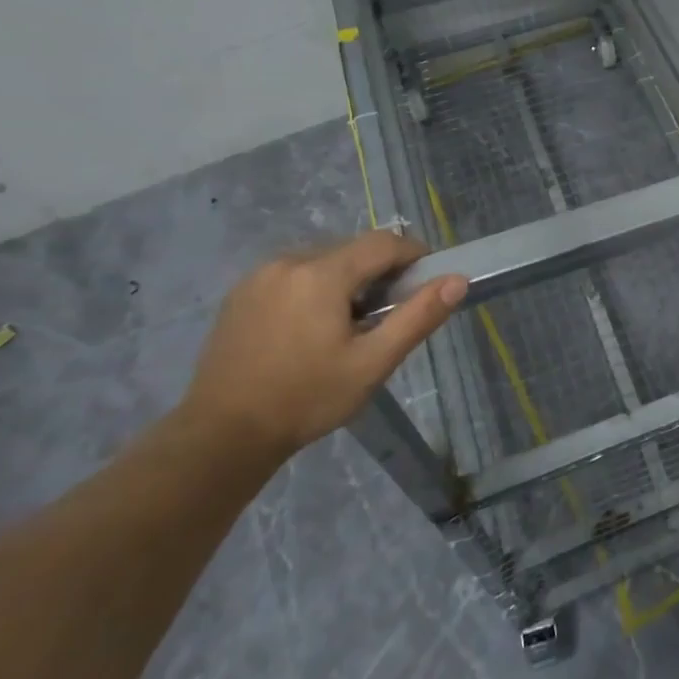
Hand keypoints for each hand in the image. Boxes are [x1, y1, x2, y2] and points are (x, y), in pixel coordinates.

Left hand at [181, 232, 466, 460]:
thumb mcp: (372, 363)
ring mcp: (259, 275)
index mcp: (322, 274)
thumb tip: (458, 280)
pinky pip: (292, 274)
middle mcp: (289, 261)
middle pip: (351, 250)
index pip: (382, 243)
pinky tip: (311, 328)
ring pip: (321, 260)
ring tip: (349, 324)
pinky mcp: (240, 293)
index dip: (413, 255)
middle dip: (378, 271)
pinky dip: (314, 287)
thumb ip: (418, 317)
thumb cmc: (306, 399)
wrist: (221, 435)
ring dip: (346, 278)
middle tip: (389, 312)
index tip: (427, 281)